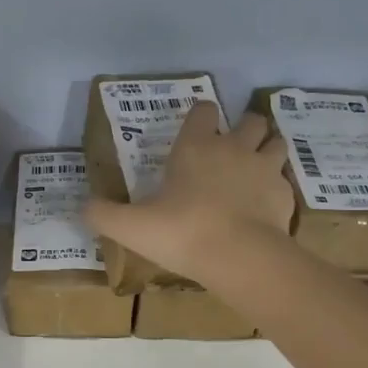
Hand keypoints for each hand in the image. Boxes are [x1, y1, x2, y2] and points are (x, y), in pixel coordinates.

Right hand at [84, 101, 293, 283]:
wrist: (239, 256)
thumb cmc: (182, 232)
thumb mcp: (131, 227)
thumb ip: (103, 215)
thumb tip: (82, 208)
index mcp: (196, 147)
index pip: (203, 111)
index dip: (200, 116)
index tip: (196, 130)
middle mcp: (234, 148)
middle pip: (249, 120)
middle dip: (243, 128)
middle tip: (231, 150)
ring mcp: (265, 169)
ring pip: (275, 142)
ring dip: (267, 149)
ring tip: (255, 168)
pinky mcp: (285, 194)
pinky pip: (284, 180)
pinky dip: (276, 187)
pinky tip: (265, 205)